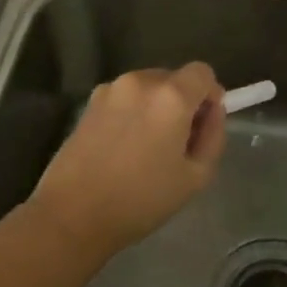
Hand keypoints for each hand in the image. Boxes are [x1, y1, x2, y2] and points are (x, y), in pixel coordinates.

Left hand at [29, 63, 225, 255]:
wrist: (72, 214)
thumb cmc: (141, 200)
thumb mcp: (195, 177)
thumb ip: (213, 136)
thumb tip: (212, 111)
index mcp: (171, 96)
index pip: (202, 72)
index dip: (210, 95)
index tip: (203, 124)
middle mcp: (140, 82)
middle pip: (174, 78)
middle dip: (182, 102)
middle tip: (177, 142)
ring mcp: (111, 89)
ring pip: (148, 87)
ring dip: (156, 106)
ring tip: (146, 147)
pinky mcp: (89, 102)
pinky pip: (125, 98)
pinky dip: (132, 112)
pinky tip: (122, 147)